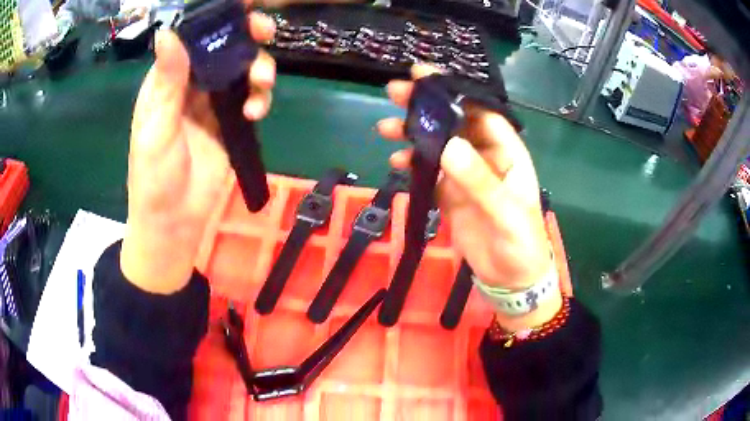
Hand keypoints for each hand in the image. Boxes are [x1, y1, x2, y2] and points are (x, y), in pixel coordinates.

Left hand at [120, 14, 275, 293]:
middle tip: (263, 32)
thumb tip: (168, 32)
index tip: (242, 8)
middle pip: (223, 48)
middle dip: (246, 37)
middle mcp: (191, 86)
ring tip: (261, 85)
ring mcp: (212, 104)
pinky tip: (256, 112)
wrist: (174, 222)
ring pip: (242, 70)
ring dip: (258, 70)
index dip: (215, 21)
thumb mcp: (157, 127)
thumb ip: (167, 81)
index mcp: (167, 81)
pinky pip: (251, 98)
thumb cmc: (154, 177)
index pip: (192, 39)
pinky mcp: (230, 123)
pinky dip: (260, 98)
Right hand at [377, 66, 559, 328]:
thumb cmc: (521, 244)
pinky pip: (430, 172)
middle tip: (394, 92)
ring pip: (438, 146)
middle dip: (426, 107)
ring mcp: (466, 176)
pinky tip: (397, 162)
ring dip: (414, 135)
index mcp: (507, 153)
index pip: (480, 112)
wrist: (511, 280)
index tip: (423, 77)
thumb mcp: (506, 213)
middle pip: (454, 124)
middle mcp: (485, 158)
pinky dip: (413, 165)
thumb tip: (447, 146)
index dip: (454, 93)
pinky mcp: (451, 195)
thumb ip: (479, 181)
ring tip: (386, 128)